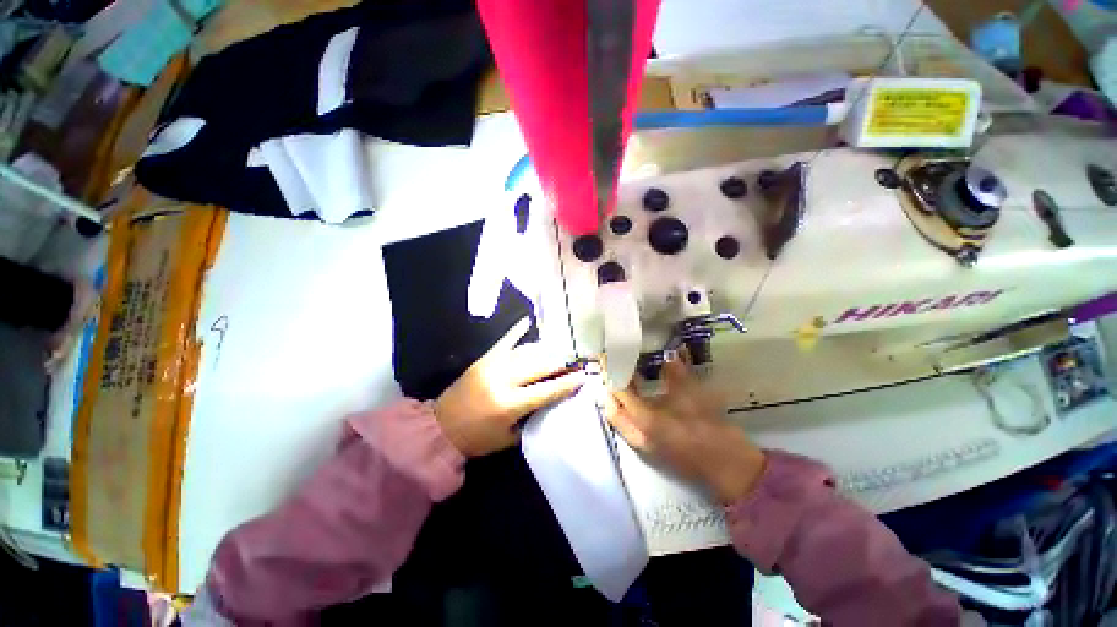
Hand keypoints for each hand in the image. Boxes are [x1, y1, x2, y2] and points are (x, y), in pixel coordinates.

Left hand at [434, 318, 584, 456]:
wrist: (440, 427)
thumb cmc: (476, 439)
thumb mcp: (509, 437)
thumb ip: (532, 417)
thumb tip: (551, 399)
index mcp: (509, 404)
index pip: (546, 390)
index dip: (567, 384)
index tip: (583, 377)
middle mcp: (503, 380)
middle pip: (540, 367)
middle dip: (560, 365)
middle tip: (575, 363)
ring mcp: (493, 365)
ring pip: (527, 353)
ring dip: (545, 352)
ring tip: (560, 352)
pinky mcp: (484, 359)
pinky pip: (504, 341)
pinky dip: (516, 330)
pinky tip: (528, 320)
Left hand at [603, 358, 765, 503]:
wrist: (729, 470)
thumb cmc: (712, 432)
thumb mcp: (694, 399)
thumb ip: (676, 376)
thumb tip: (669, 356)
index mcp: (647, 422)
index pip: (621, 394)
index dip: (615, 375)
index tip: (610, 358)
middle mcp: (638, 436)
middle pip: (613, 409)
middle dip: (611, 389)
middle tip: (615, 369)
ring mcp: (642, 446)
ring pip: (619, 419)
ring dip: (619, 400)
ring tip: (625, 379)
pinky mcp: (648, 450)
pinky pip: (628, 426)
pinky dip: (628, 410)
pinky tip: (639, 397)